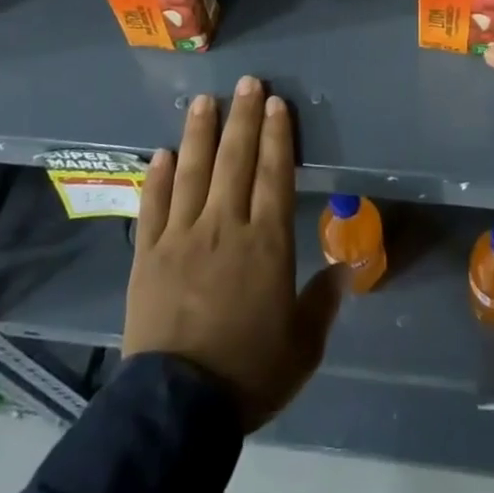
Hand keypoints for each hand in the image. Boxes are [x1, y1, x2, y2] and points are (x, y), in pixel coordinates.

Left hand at [125, 76, 345, 430]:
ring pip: (194, 171)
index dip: (276, 135)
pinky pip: (153, 205)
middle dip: (243, 117)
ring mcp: (182, 236)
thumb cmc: (248, 373)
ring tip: (205, 100)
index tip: (276, 104)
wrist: (178, 409)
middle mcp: (225, 226)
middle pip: (235, 160)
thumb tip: (346, 269)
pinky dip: (158, 177)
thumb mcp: (302, 347)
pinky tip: (163, 153)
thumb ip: (323, 302)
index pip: (274, 173)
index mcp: (266, 242)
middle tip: (247, 83)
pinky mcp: (147, 255)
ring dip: (200, 132)